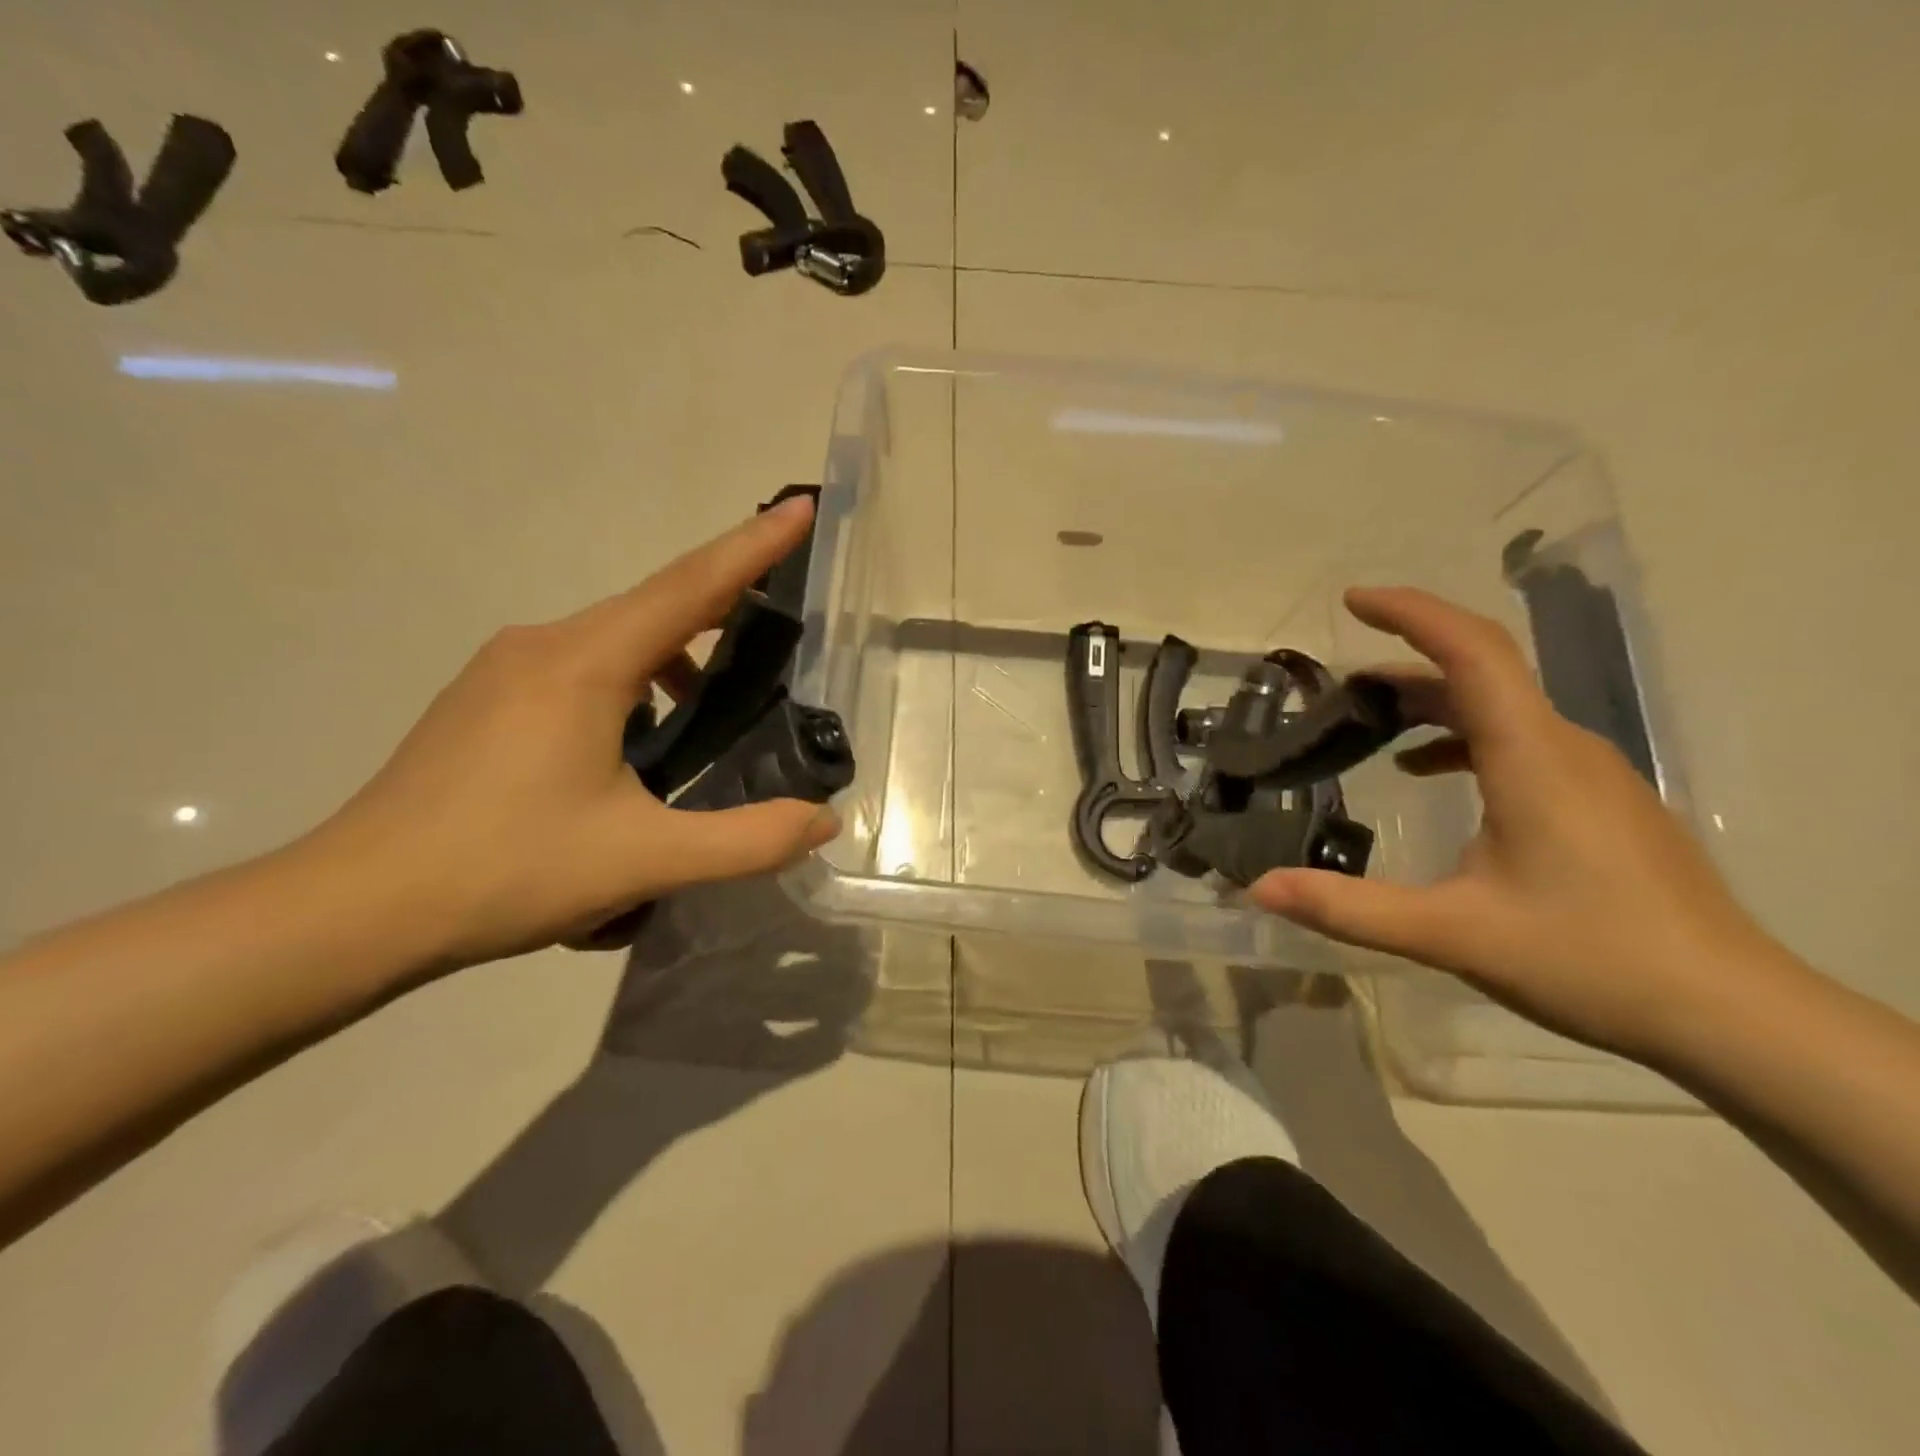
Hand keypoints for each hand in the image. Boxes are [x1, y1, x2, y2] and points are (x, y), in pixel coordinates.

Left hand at [307, 496, 837, 971]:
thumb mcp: (644, 860)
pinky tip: (634, 746)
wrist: (354, 910)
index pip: (690, 586)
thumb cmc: (505, 871)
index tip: (800, 507)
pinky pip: (580, 667)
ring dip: (673, 660)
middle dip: (722, 607)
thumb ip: (747, 840)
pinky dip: (630, 684)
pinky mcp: (484, 699)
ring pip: (615, 641)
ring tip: (709, 715)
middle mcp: (543, 645)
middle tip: (781, 628)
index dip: (753, 546)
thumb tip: (822, 821)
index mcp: (585, 664)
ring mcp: (504, 669)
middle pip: (655, 606)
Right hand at [1252, 587, 1765, 1060]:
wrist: (1730, 1014)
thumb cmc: (1590, 959)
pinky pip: (1517, 741)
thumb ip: (1349, 907)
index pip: (1471, 651)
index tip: (1352, 600)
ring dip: (1428, 702)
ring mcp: (1588, 773)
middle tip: (1333, 687)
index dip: (1410, 613)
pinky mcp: (1597, 801)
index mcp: (1531, 756)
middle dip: (1403, 663)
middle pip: (1480, 672)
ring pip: (1498, 707)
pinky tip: (1423, 773)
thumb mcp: (1452, 935)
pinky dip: (1458, 739)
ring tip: (1364, 723)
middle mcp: (1563, 747)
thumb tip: (1259, 887)